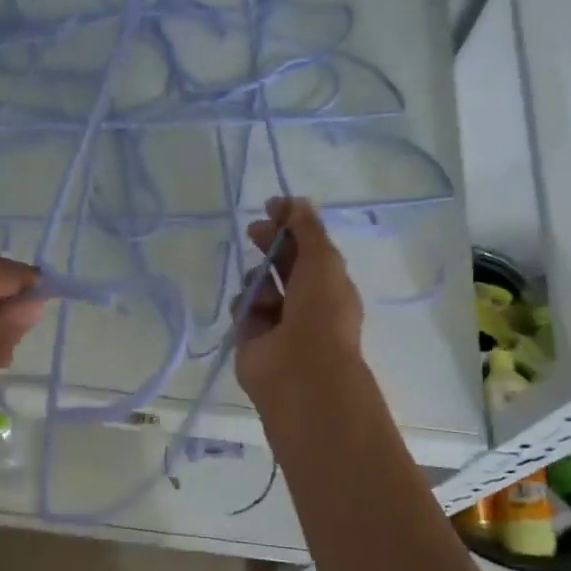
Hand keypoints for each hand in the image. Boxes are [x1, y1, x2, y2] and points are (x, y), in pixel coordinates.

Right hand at [235, 198, 365, 416]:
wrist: (300, 369)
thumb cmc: (320, 311)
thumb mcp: (322, 259)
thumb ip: (307, 227)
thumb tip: (295, 201)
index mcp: (329, 284)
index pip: (308, 247)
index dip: (291, 225)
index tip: (272, 207)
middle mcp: (305, 302)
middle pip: (282, 263)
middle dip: (269, 244)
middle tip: (254, 230)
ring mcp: (277, 321)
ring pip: (258, 285)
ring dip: (258, 279)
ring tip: (263, 291)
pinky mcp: (250, 337)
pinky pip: (241, 309)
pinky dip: (244, 306)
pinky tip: (251, 312)